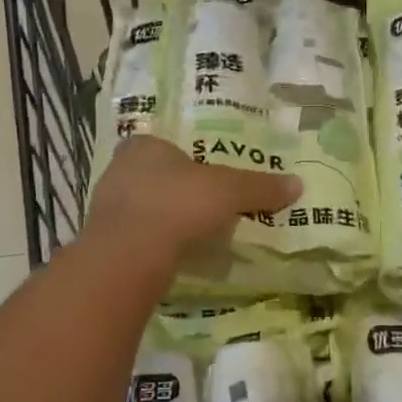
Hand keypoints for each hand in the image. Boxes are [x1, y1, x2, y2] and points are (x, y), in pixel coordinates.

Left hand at [86, 135, 301, 265]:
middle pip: (153, 177)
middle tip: (205, 207)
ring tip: (193, 234)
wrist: (129, 255)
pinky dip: (153, 244)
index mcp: (144, 146)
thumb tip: (298, 184)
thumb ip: (260, 187)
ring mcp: (105, 208)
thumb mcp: (230, 191)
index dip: (186, 160)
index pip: (164, 146)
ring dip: (164, 219)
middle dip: (177, 191)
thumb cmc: (178, 204)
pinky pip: (134, 237)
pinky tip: (172, 255)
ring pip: (142, 208)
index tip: (206, 178)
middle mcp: (118, 170)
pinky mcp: (103, 242)